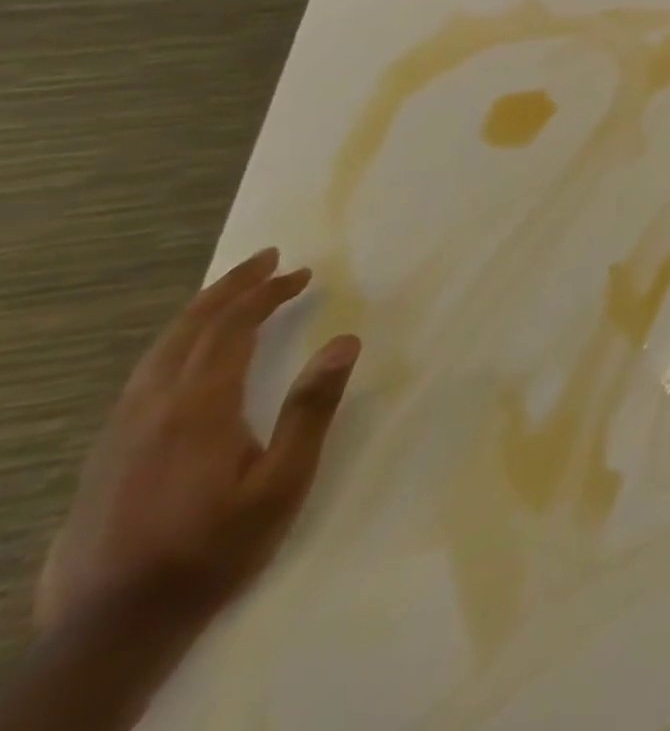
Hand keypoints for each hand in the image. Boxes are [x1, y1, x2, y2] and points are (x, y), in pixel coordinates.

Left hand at [35, 249, 359, 632]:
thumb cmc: (214, 549)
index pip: (230, 331)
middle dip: (228, 290)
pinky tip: (190, 356)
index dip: (265, 294)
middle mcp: (150, 411)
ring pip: (156, 354)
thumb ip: (311, 409)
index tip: (301, 272)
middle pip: (186, 332)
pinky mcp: (104, 457)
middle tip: (267, 260)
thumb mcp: (283, 482)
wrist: (111, 630)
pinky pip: (142, 379)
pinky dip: (175, 347)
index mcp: (196, 411)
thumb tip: (344, 340)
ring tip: (233, 294)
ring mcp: (118, 435)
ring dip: (199, 315)